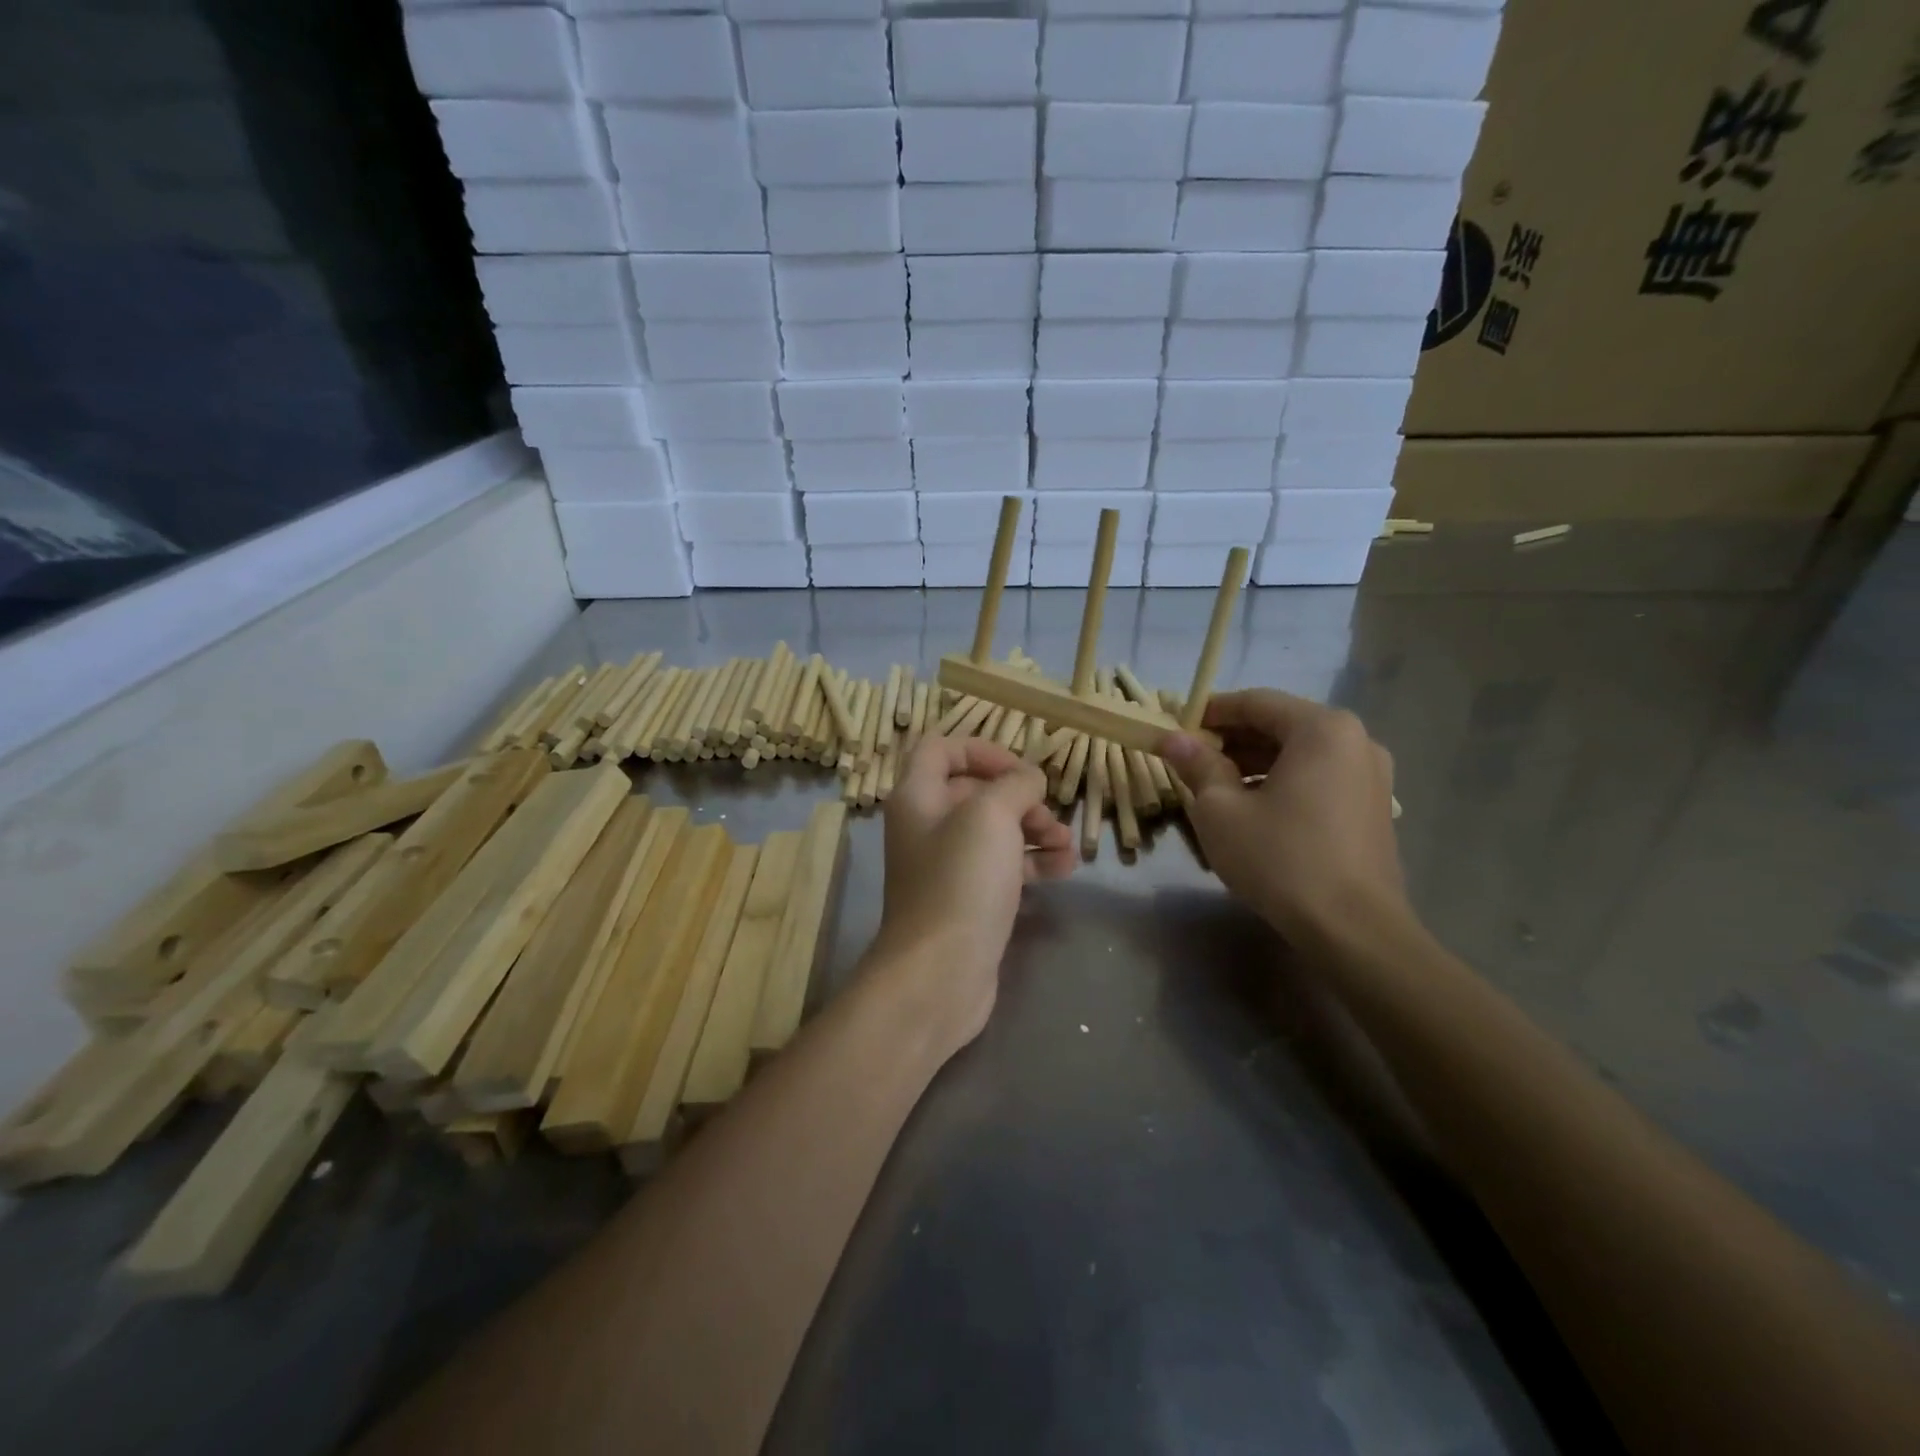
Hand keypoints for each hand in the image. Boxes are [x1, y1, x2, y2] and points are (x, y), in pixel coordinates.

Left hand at [869, 736, 1075, 1047]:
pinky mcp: (968, 899)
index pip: (941, 749)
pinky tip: (1065, 868)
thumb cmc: (961, 881)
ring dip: (1035, 830)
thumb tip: (1029, 779)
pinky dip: (1033, 863)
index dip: (981, 750)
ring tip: (1067, 846)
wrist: (940, 973)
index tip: (1018, 770)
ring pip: (996, 831)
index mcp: (917, 797)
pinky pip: (1003, 867)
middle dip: (1019, 797)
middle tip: (1049, 816)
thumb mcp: (991, 816)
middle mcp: (927, 827)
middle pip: (976, 792)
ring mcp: (947, 866)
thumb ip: (1015, 784)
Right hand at [1161, 691, 1408, 946]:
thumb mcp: (1221, 810)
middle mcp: (1355, 740)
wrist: (1352, 929)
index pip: (1255, 702)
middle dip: (1232, 739)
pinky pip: (1318, 777)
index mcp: (1321, 729)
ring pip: (1299, 753)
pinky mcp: (1373, 806)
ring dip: (1254, 762)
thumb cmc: (1280, 858)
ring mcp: (1370, 774)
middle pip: (1280, 725)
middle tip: (1190, 759)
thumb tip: (1172, 739)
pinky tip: (1253, 807)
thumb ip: (1197, 765)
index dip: (1210, 712)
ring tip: (1214, 786)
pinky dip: (1282, 781)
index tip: (1176, 727)